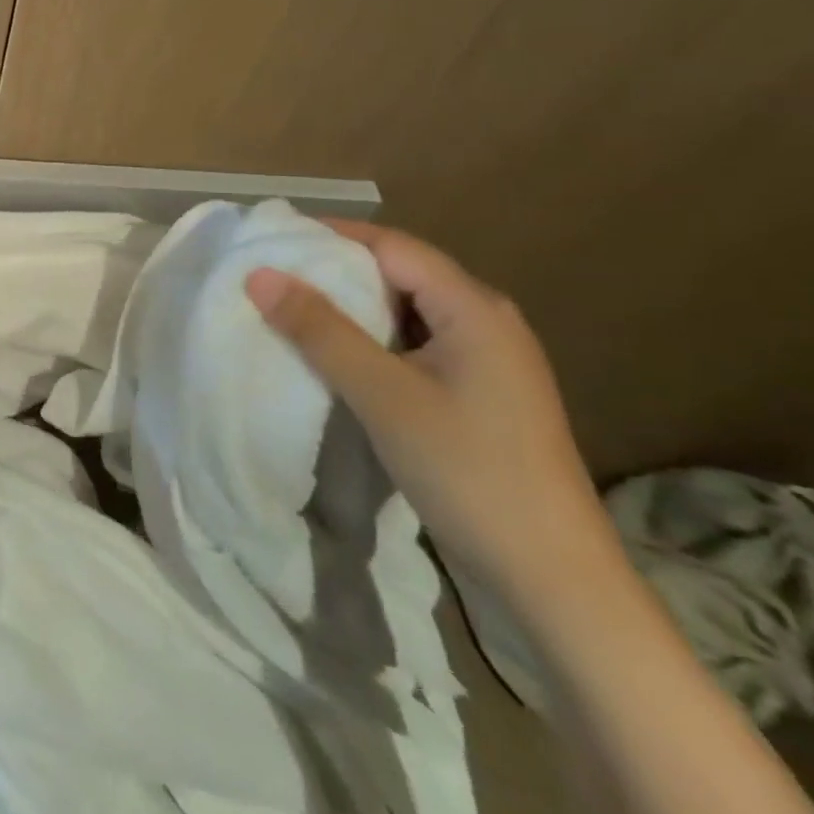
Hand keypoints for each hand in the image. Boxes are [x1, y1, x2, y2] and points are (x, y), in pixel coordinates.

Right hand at [245, 222, 621, 618]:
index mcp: (473, 307)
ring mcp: (487, 359)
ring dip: (352, 308)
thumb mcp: (382, 394)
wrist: (554, 578)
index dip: (330, 235)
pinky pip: (415, 344)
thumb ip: (319, 330)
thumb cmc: (468, 471)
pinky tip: (337, 357)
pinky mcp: (480, 393)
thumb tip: (260, 274)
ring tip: (292, 311)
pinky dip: (372, 340)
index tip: (273, 239)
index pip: (391, 245)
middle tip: (273, 276)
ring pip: (405, 311)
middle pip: (400, 273)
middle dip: (336, 270)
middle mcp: (486, 320)